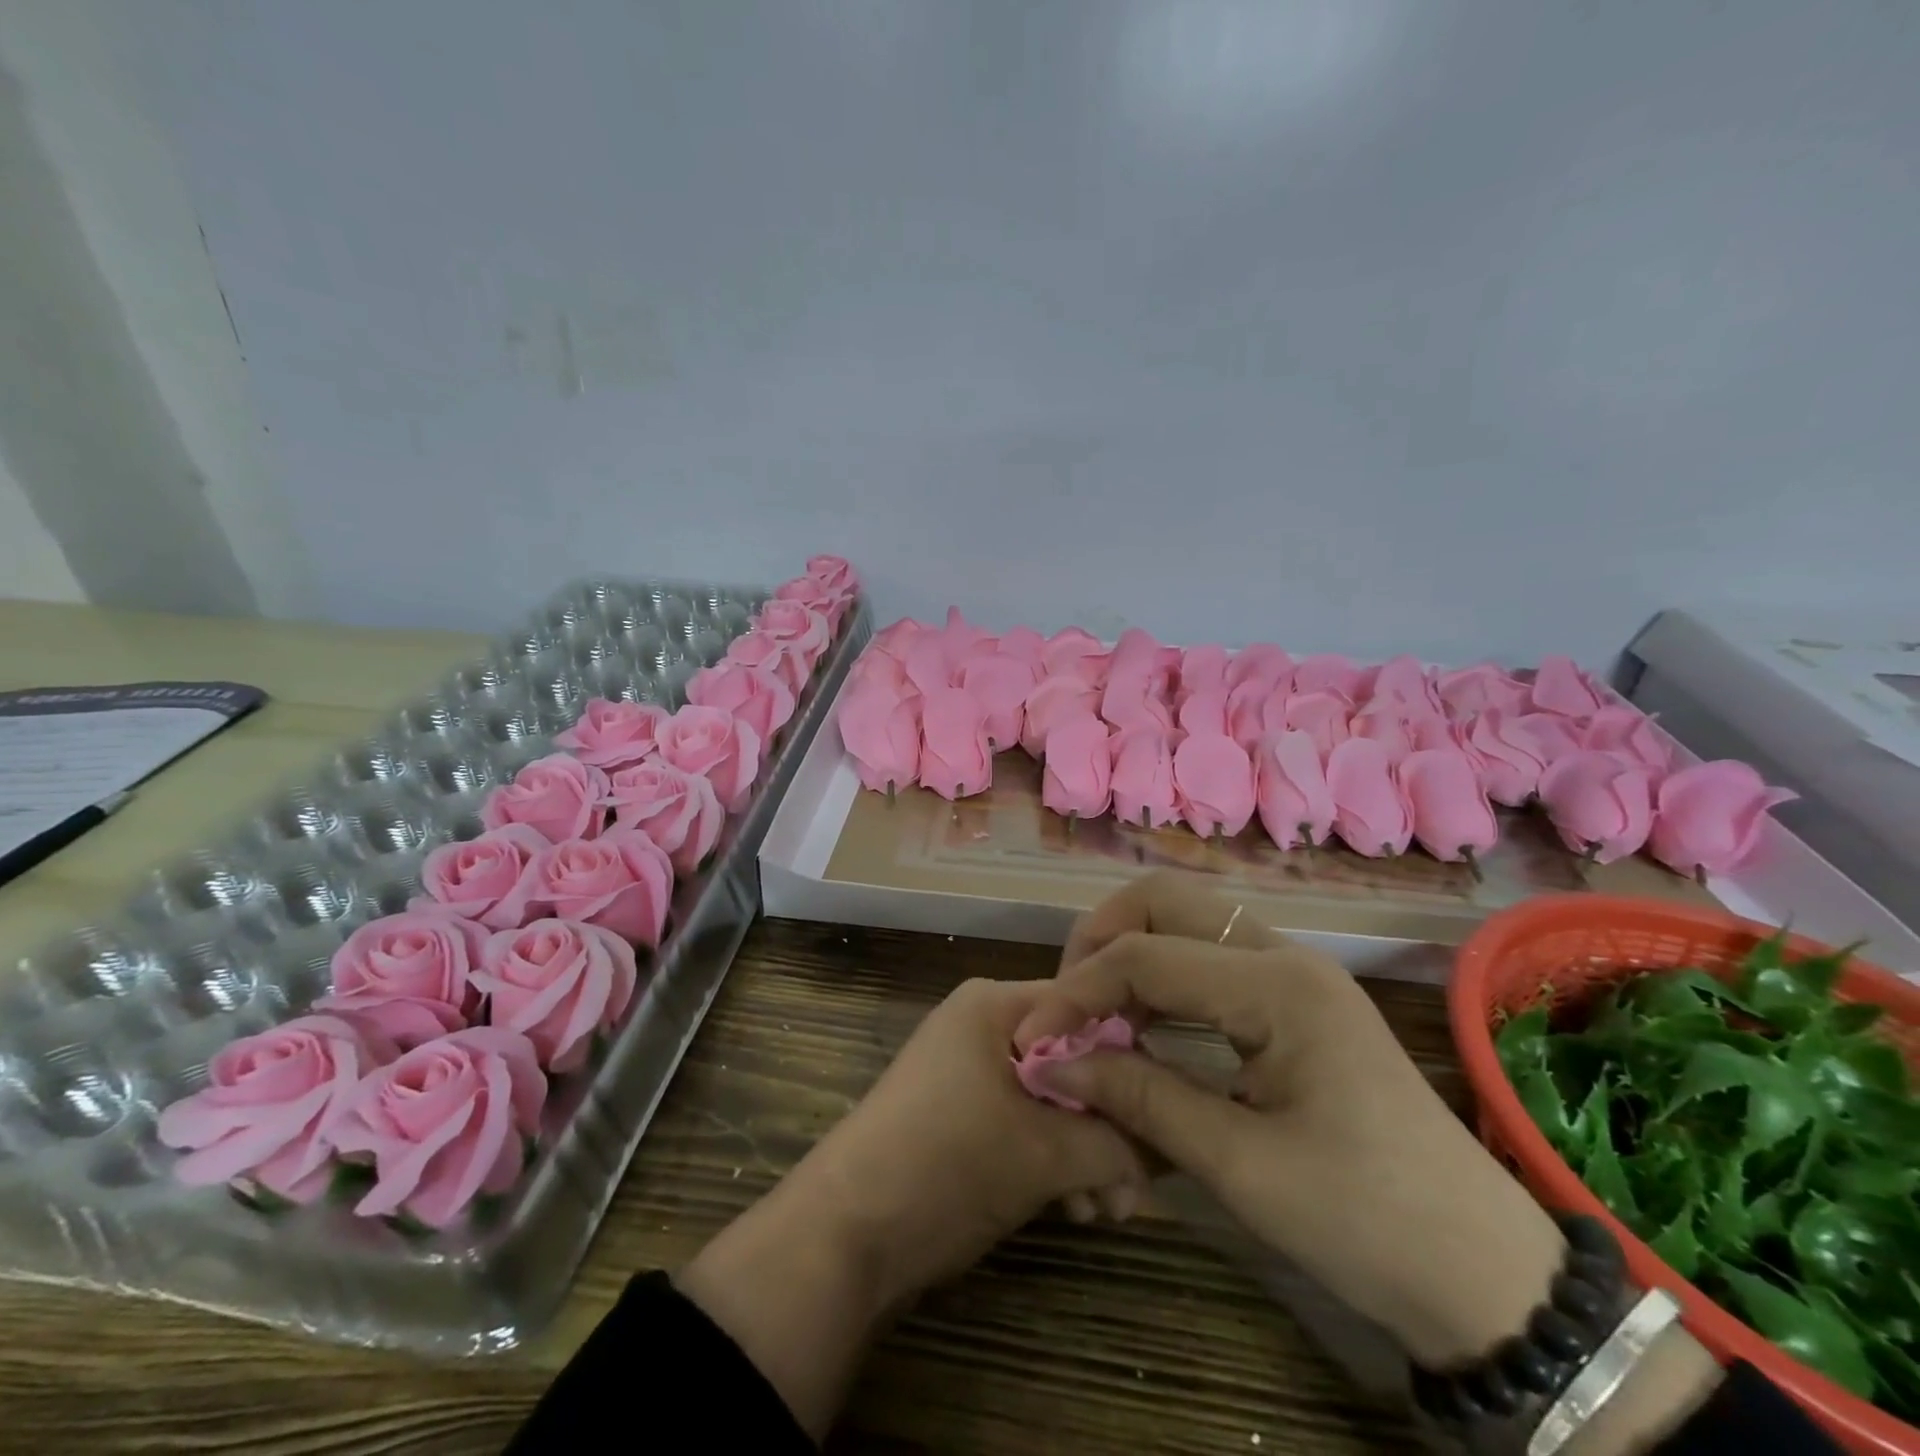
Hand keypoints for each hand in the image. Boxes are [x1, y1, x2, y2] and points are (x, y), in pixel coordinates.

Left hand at [797, 974, 1148, 1291]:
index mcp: (995, 1004)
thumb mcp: (1046, 1154)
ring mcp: (967, 1071)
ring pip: (1051, 1099)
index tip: (1162, 1118)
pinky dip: (1052, 1162)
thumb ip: (1119, 1140)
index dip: (1130, 1062)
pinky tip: (1075, 1211)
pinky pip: (1023, 1123)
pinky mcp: (959, 1114)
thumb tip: (1175, 1140)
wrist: (844, 1235)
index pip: (1086, 1010)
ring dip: (1085, 1154)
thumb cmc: (948, 1165)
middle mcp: (981, 1024)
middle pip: (1070, 1060)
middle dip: (1108, 1126)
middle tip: (1137, 1188)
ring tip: (1107, 1212)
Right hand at [1017, 872, 1569, 1367]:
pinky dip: (1159, 978)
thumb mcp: (1239, 1166)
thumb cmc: (1366, 1223)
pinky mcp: (1294, 998)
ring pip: (1184, 921)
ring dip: (1127, 954)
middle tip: (1065, 1006)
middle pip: (1162, 901)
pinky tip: (1139, 1027)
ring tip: (1093, 1019)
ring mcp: (1293, 971)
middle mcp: (1284, 954)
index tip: (1031, 1042)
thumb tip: (1048, 1063)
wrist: (1483, 1272)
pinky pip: (1207, 957)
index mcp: (1277, 985)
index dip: (1076, 992)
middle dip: (1098, 941)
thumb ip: (1137, 1099)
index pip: (1144, 956)